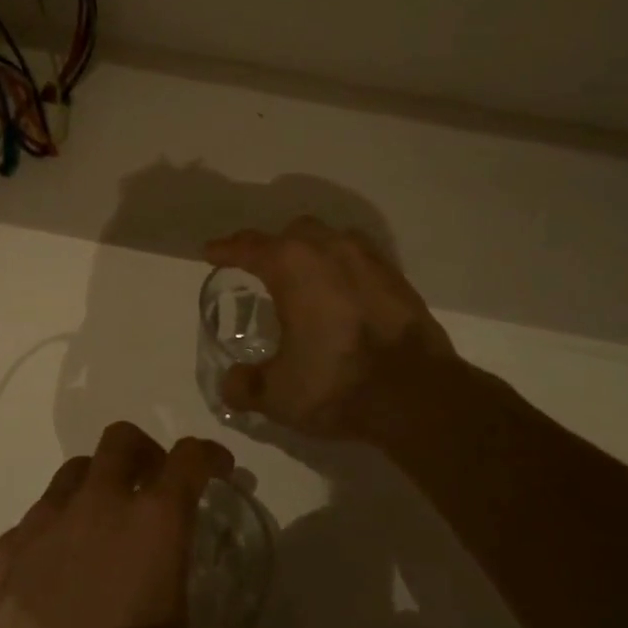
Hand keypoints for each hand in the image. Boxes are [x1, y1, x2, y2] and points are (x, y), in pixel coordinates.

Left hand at [0, 423, 258, 627]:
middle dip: (146, 454)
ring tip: (104, 532)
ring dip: (96, 487)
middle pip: (121, 441)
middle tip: (157, 489)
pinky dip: (52, 534)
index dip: (209, 456)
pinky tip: (53, 577)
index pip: (188, 459)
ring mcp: (40, 529)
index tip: (219, 470)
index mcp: (153, 524)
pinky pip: (31, 524)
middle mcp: (95, 508)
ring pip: (72, 475)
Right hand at [204, 217, 455, 440]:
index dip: (225, 249)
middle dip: (273, 245)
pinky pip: (360, 258)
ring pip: (331, 238)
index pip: (248, 246)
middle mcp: (328, 249)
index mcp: (292, 265)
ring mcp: (368, 259)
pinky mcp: (396, 277)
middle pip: (293, 233)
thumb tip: (230, 384)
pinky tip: (343, 292)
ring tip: (305, 277)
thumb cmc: (337, 384)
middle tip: (261, 268)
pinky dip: (344, 267)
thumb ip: (246, 386)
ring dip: (312, 251)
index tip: (211, 252)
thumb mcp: (279, 394)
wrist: (416, 394)